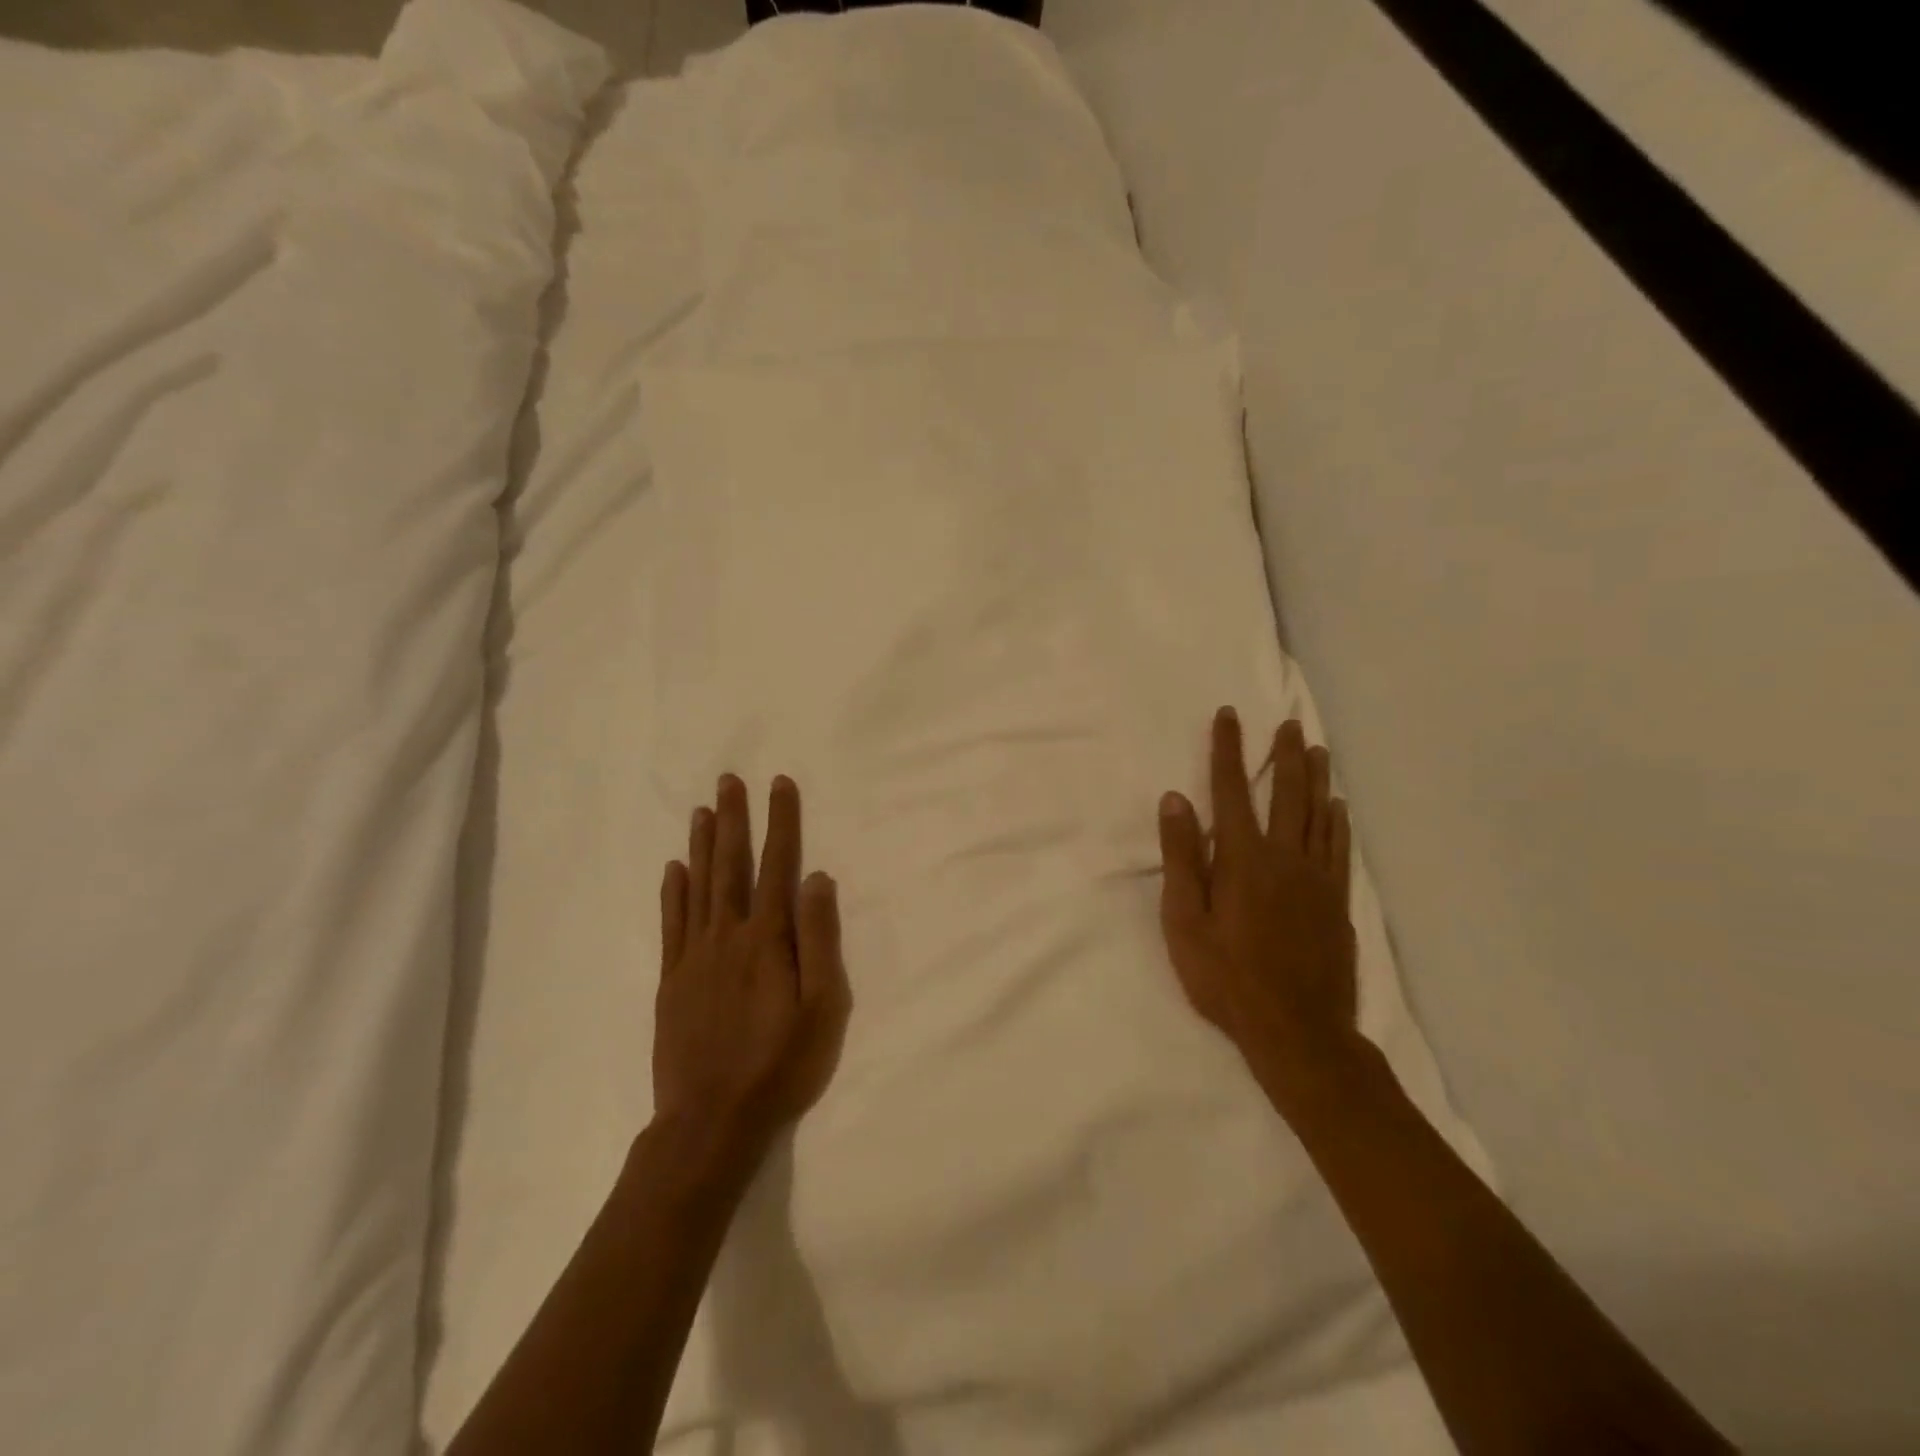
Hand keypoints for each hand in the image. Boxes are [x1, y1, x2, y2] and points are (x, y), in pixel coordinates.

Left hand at [654, 775, 851, 1159]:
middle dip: (733, 819)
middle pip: (730, 865)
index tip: (779, 784)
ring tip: (702, 810)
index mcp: (767, 939)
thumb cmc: (779, 1064)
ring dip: (701, 845)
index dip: (780, 823)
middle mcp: (727, 935)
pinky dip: (672, 892)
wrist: (710, 1120)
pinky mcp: (672, 980)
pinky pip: (671, 923)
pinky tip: (673, 869)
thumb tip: (817, 878)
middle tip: (728, 780)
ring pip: (697, 886)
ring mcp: (693, 956)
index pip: (776, 866)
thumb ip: (819, 939)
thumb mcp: (821, 1007)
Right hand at [1157, 709, 1360, 1106]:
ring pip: (1319, 814)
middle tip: (1290, 723)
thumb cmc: (1226, 978)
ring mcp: (1317, 879)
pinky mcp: (1337, 902)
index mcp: (1242, 859)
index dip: (1227, 750)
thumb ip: (1181, 858)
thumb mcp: (1184, 922)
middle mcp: (1284, 857)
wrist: (1297, 1031)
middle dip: (1284, 754)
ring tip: (1317, 749)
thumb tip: (1175, 800)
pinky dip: (1338, 821)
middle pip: (1286, 793)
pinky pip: (1339, 848)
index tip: (1229, 716)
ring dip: (1316, 778)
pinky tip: (1338, 807)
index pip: (1230, 790)